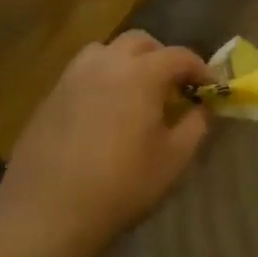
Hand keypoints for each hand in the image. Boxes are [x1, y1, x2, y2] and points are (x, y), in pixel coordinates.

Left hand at [0, 31, 213, 256]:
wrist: (46, 214)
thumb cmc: (121, 185)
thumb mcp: (173, 160)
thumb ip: (196, 126)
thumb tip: (202, 107)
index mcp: (141, 74)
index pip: (179, 56)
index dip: (200, 68)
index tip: (210, 87)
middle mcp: (106, 64)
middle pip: (140, 42)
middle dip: (162, 57)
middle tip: (173, 87)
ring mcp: (73, 78)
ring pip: (106, 51)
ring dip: (127, 62)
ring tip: (135, 92)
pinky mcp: (50, 97)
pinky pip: (82, 73)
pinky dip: (101, 79)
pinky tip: (104, 112)